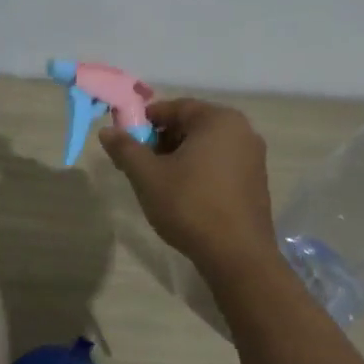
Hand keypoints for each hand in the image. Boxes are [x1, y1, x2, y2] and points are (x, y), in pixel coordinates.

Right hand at [99, 99, 276, 277]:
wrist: (237, 255)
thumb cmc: (190, 206)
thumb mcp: (148, 176)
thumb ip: (126, 148)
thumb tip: (107, 130)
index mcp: (218, 120)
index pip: (174, 107)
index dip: (145, 121)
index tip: (126, 141)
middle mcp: (242, 131)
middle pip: (191, 125)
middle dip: (161, 140)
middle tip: (139, 163)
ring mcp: (253, 157)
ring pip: (205, 146)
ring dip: (178, 156)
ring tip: (158, 181)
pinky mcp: (256, 181)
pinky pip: (220, 163)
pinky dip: (198, 170)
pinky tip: (183, 194)